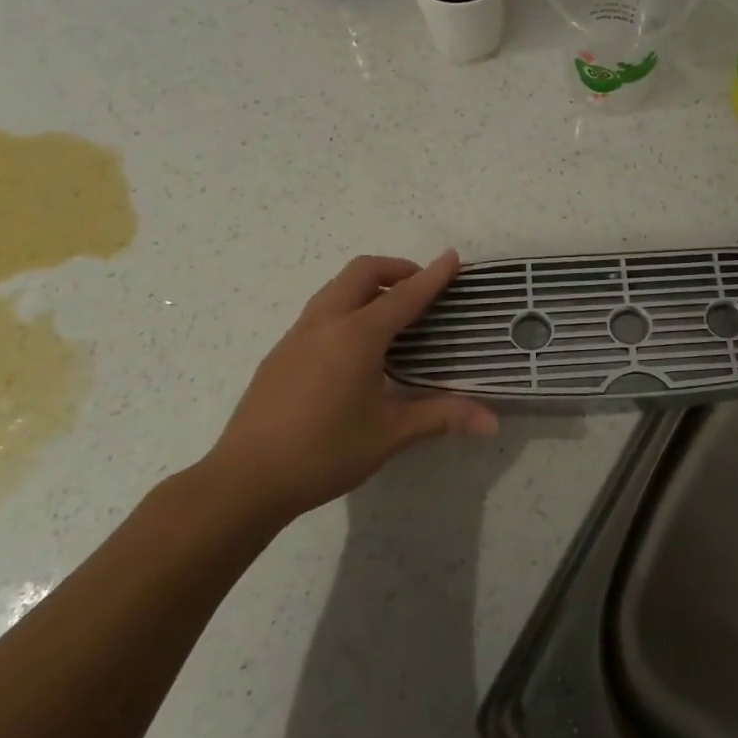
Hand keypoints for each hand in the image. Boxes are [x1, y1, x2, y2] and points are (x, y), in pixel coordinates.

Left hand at [201, 252, 498, 523]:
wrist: (245, 479)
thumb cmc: (324, 452)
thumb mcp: (390, 434)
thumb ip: (442, 417)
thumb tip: (492, 422)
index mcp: (356, 336)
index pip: (404, 295)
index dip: (433, 276)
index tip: (454, 257)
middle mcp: (325, 322)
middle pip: (362, 272)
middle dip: (396, 269)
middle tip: (422, 288)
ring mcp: (298, 334)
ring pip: (336, 287)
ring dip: (368, 285)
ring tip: (392, 313)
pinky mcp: (281, 352)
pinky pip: (321, 310)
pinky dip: (347, 305)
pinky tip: (355, 347)